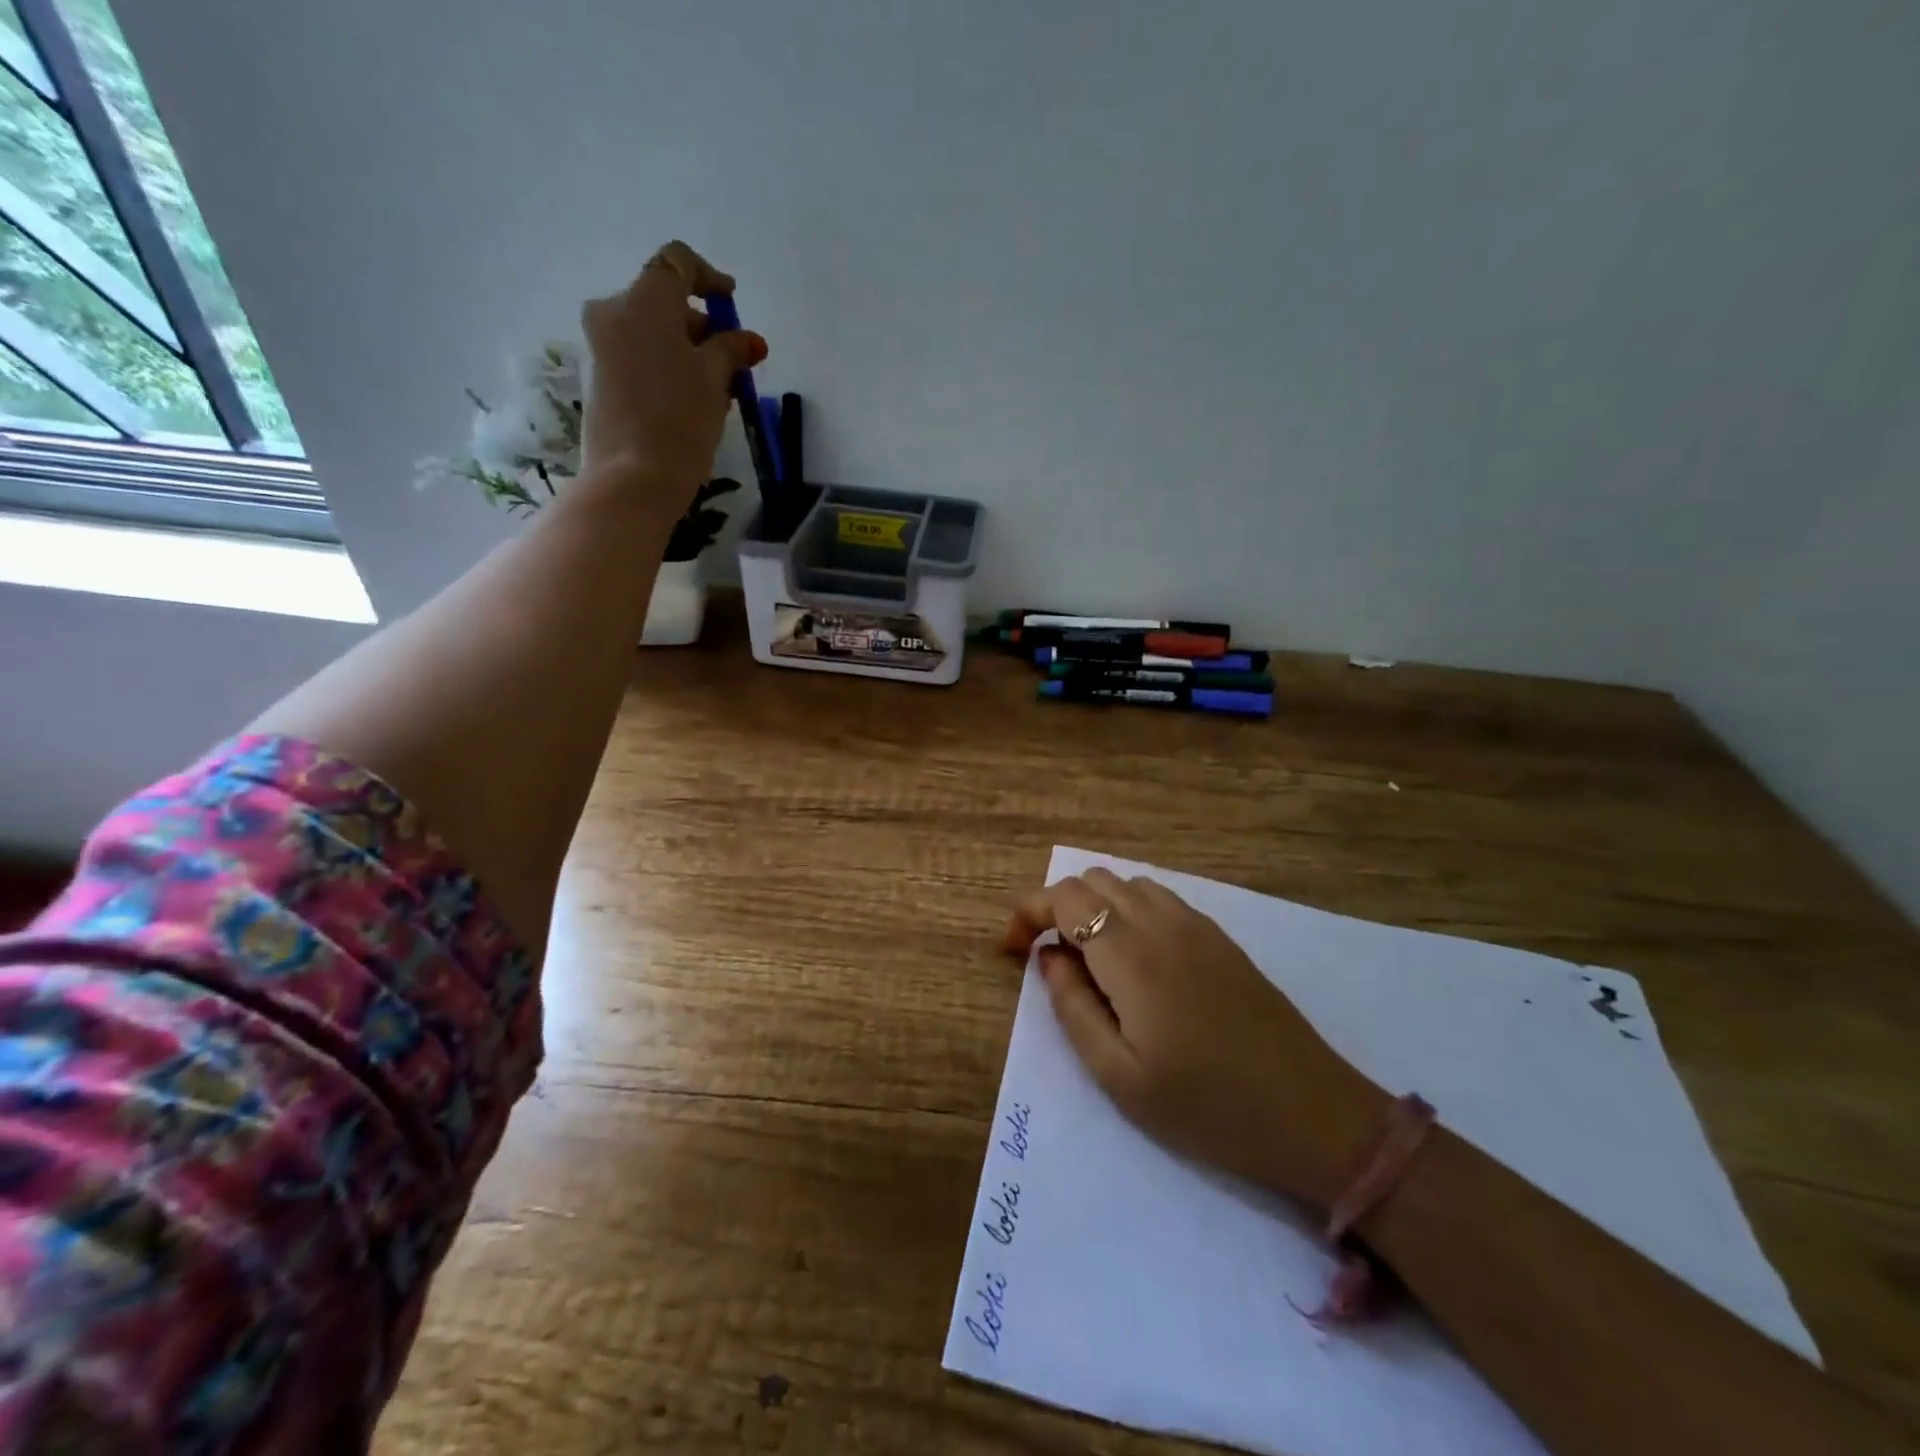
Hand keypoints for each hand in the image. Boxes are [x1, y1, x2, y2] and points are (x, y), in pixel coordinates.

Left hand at [579, 240, 767, 507]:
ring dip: (688, 350)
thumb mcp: (715, 381)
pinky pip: (640, 356)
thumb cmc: (681, 421)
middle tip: (735, 361)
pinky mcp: (600, 377)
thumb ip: (731, 350)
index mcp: (644, 300)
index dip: (710, 278)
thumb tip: (747, 339)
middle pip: (664, 301)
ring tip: (719, 389)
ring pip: (653, 332)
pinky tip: (693, 400)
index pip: (678, 263)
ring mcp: (601, 345)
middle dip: (702, 326)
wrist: (633, 478)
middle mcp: (614, 311)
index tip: (732, 300)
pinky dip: (668, 366)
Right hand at [1002, 868, 1388, 1209]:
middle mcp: (1161, 923)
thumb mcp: (1119, 1077)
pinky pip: (1159, 898)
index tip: (1012, 950)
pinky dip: (1129, 910)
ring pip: (1126, 883)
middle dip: (1056, 908)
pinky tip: (1136, 959)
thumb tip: (1048, 955)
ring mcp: (1196, 925)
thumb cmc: (1207, 1107)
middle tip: (1049, 961)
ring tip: (1091, 961)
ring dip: (1094, 906)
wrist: (1313, 1114)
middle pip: (1092, 880)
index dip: (1026, 912)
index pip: (1063, 897)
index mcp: (1131, 955)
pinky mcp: (1220, 937)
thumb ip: (1072, 1007)